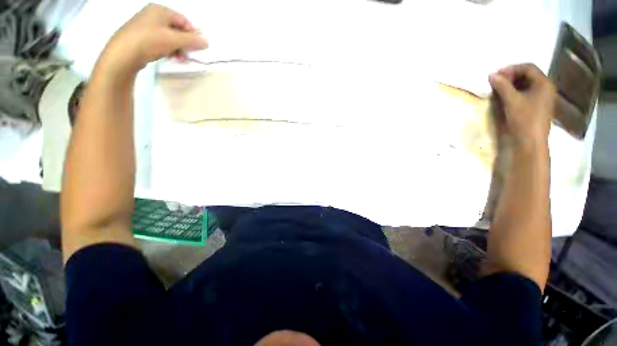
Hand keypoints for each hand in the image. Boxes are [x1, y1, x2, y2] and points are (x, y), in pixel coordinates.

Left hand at [99, 4, 207, 75]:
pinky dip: (168, 50)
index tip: (197, 47)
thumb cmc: (149, 41)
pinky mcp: (142, 38)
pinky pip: (160, 42)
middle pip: (177, 29)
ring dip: (178, 49)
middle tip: (189, 55)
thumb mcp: (174, 40)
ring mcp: (146, 26)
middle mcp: (152, 15)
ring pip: (169, 37)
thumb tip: (207, 42)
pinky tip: (170, 58)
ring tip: (180, 59)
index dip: (193, 34)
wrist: (123, 54)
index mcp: (160, 10)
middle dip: (185, 44)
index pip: (184, 20)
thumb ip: (192, 41)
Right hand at [489, 63, 555, 148]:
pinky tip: (506, 97)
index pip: (528, 67)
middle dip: (511, 76)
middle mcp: (545, 87)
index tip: (496, 75)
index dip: (511, 69)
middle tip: (496, 82)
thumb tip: (491, 75)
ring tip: (498, 89)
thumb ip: (502, 86)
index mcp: (543, 83)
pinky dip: (515, 92)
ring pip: (526, 84)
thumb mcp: (512, 101)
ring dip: (512, 84)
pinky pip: (526, 93)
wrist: (530, 141)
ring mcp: (542, 97)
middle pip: (528, 74)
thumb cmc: (524, 119)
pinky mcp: (537, 106)